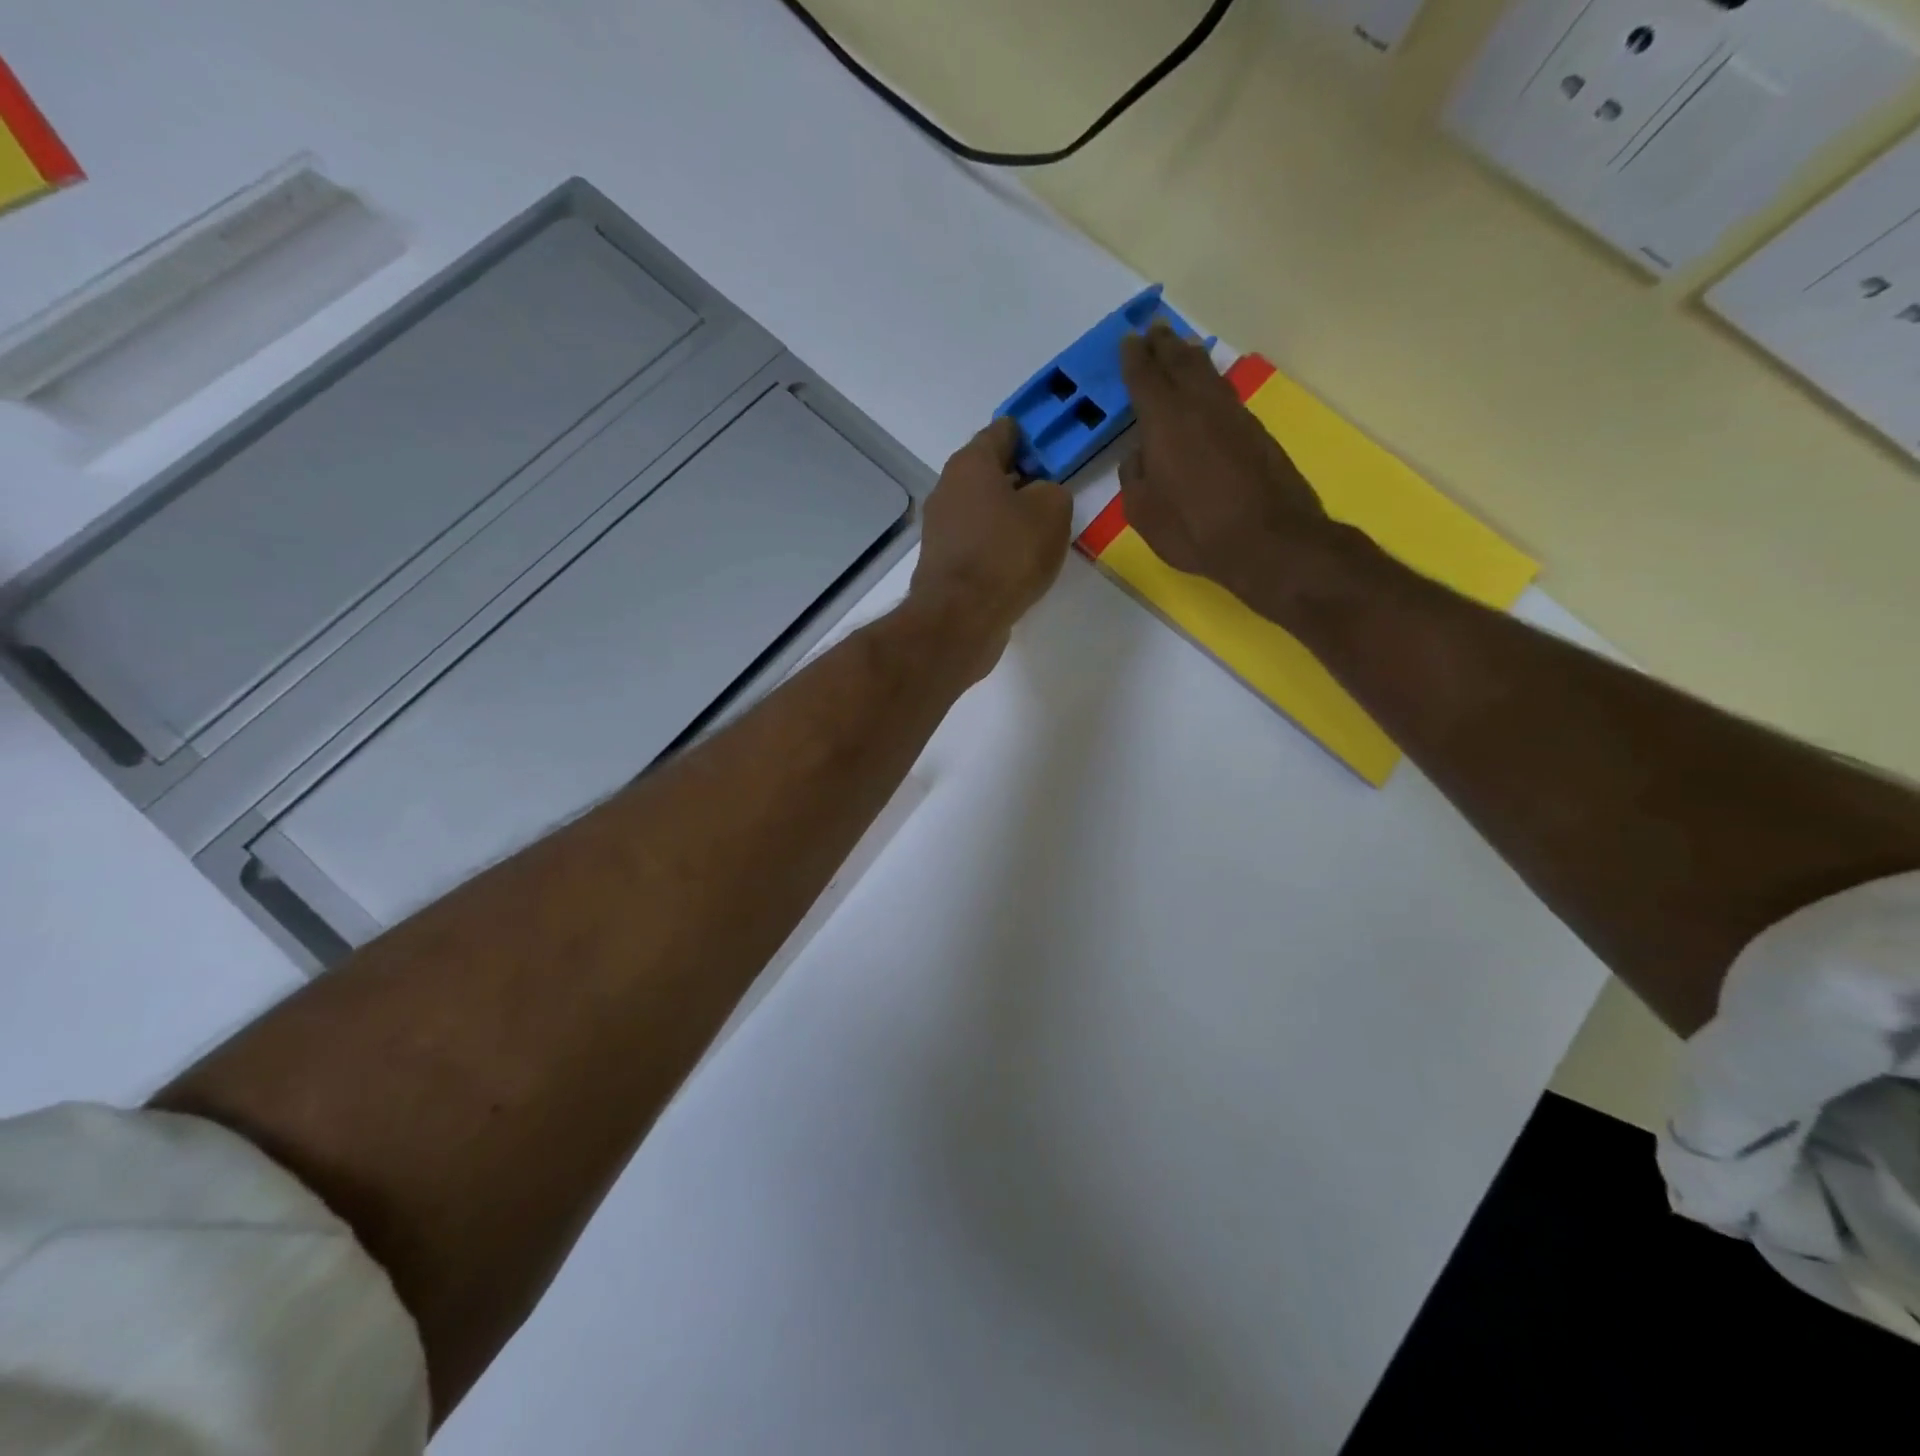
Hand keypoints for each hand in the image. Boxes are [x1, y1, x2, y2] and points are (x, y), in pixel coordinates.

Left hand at [908, 416, 1071, 677]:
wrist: (960, 618)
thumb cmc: (1007, 553)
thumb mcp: (1052, 510)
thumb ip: (1053, 491)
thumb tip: (1039, 497)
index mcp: (971, 463)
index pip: (1005, 431)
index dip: (1034, 439)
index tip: (1057, 457)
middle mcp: (947, 488)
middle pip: (991, 473)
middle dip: (1022, 481)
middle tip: (1053, 501)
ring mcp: (940, 528)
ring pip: (983, 511)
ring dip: (1009, 519)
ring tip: (1040, 538)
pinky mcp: (942, 563)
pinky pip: (977, 543)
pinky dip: (996, 549)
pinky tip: (1017, 566)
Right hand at [1118, 323, 1333, 610]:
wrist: (1269, 540)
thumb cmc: (1194, 529)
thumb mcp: (1144, 512)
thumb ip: (1134, 477)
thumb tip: (1140, 455)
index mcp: (1164, 421)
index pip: (1145, 377)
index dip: (1134, 358)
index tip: (1129, 340)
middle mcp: (1200, 406)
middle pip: (1180, 363)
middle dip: (1163, 346)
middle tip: (1154, 330)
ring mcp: (1233, 416)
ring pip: (1208, 374)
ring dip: (1190, 358)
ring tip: (1180, 348)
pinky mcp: (1257, 432)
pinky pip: (1225, 394)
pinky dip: (1211, 382)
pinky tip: (1208, 388)